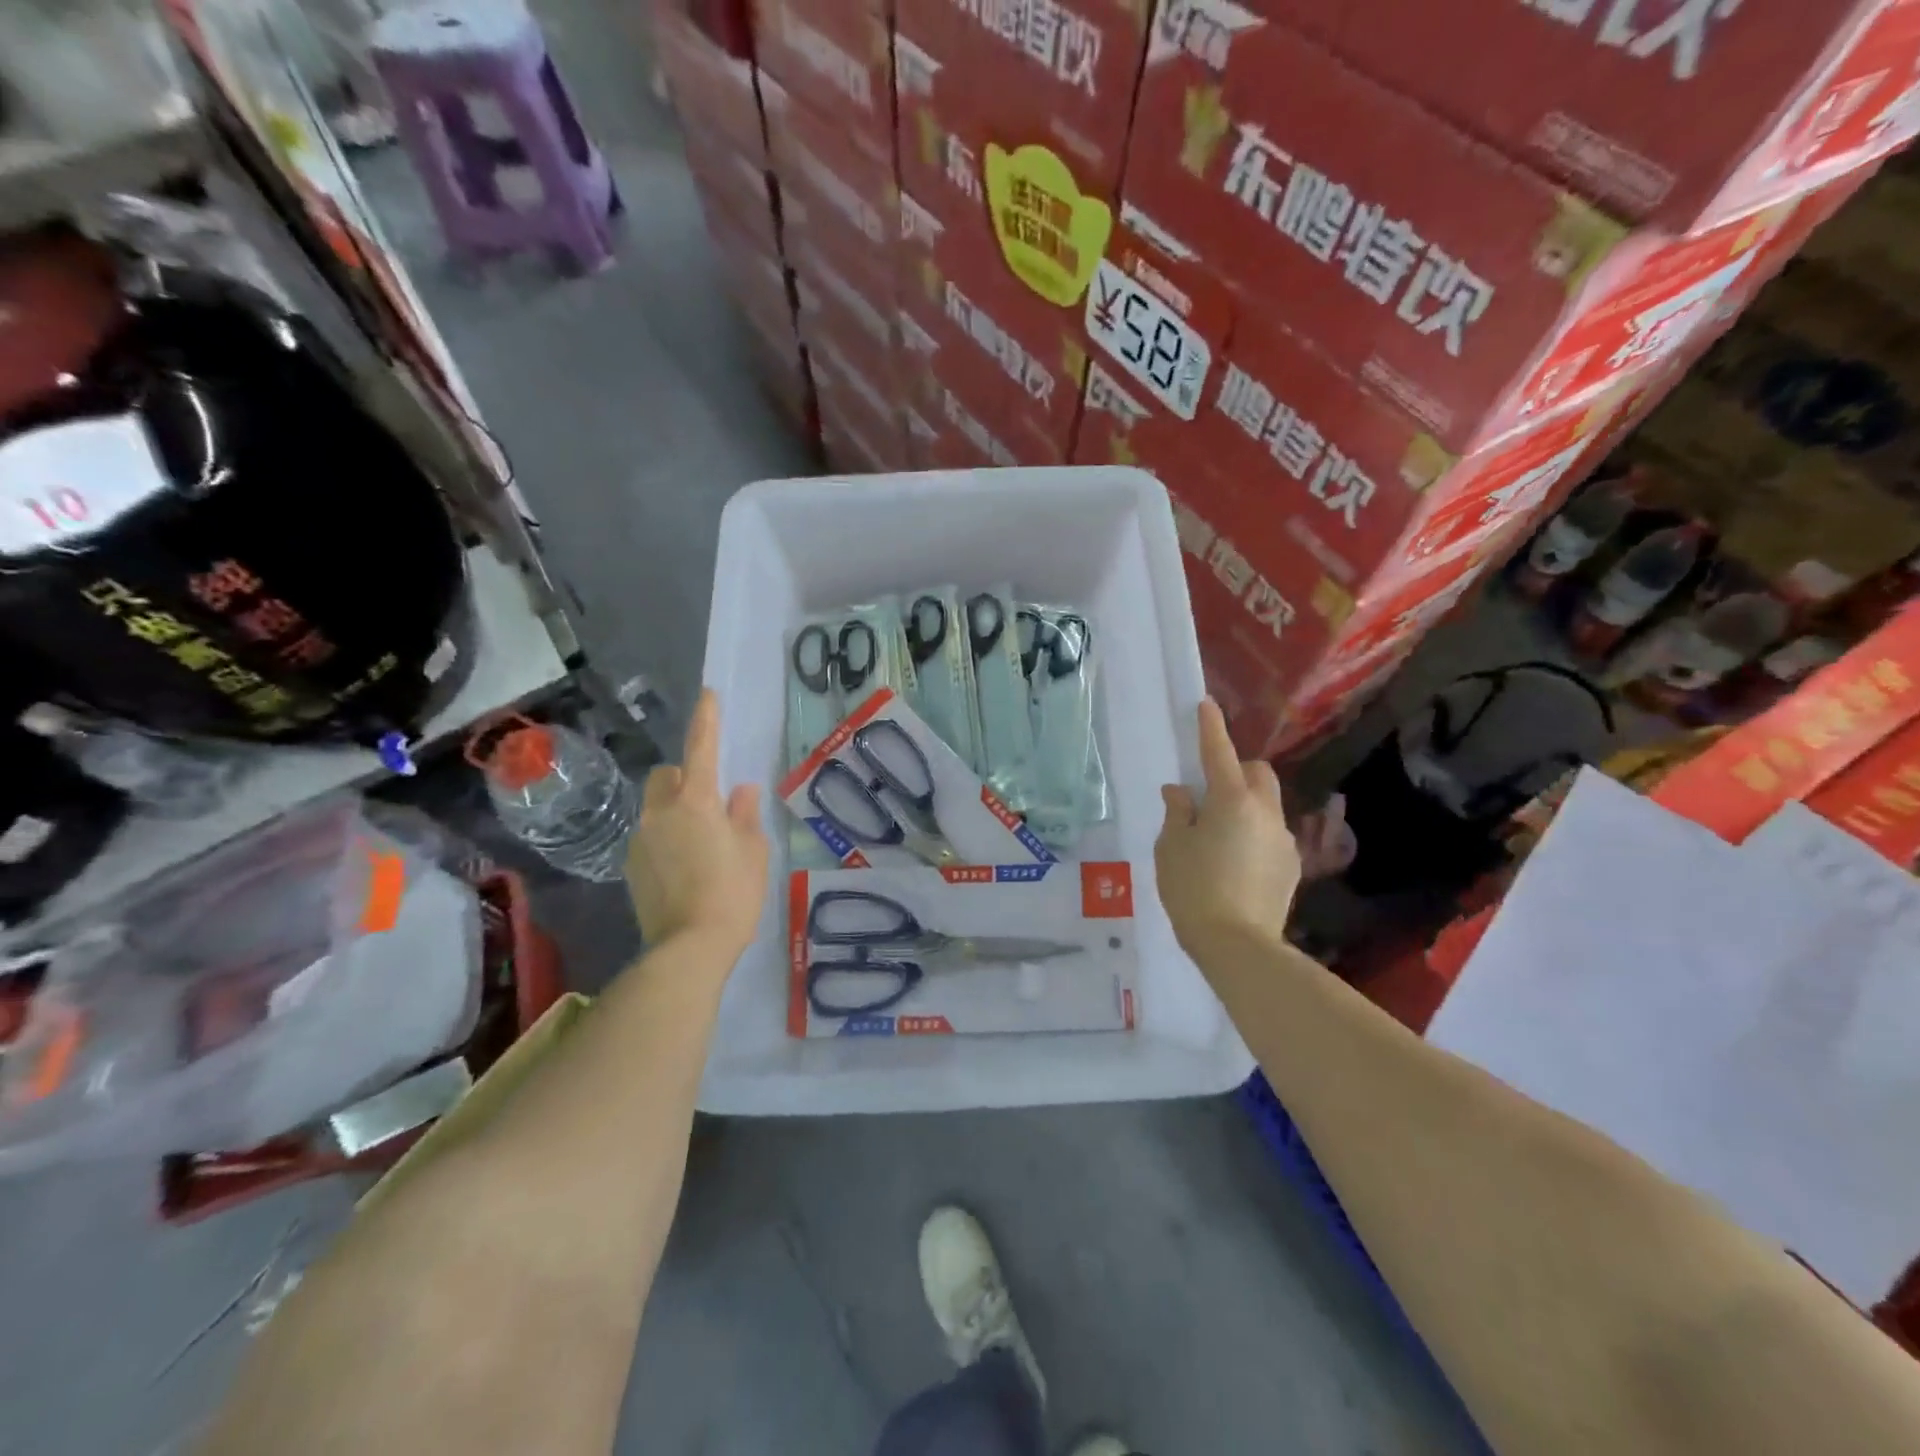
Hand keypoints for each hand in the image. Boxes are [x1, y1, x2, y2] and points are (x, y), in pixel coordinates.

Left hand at [626, 690, 768, 960]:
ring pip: (657, 807)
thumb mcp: (753, 851)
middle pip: (668, 776)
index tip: (708, 695)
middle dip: (686, 777)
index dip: (707, 719)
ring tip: (702, 844)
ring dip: (676, 811)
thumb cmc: (733, 893)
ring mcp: (641, 839)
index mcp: (697, 801)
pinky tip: (685, 868)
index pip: (702, 748)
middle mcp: (662, 812)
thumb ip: (745, 815)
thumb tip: (742, 791)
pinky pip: (651, 836)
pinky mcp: (631, 866)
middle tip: (712, 803)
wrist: (689, 947)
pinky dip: (666, 839)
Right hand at [1155, 700, 1303, 960]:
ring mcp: (1283, 839)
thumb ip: (1178, 812)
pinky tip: (1234, 862)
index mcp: (1231, 800)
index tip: (1206, 705)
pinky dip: (1252, 833)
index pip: (1218, 752)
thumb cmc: (1193, 888)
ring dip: (1244, 805)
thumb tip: (1182, 792)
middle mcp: (1265, 812)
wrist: (1238, 945)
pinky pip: (1270, 834)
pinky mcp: (1291, 865)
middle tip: (1208, 790)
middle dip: (1236, 769)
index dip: (1210, 727)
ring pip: (1266, 805)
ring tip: (1218, 835)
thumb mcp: (1171, 847)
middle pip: (1257, 773)